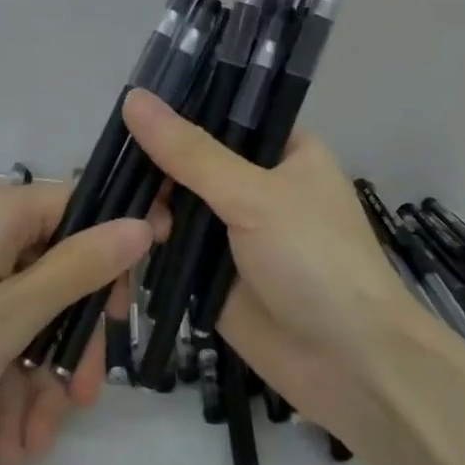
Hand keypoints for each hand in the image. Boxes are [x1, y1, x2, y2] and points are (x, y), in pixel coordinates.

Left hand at [0, 181, 152, 451]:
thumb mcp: (11, 316)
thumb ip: (82, 268)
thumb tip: (143, 222)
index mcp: (2, 209)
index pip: (83, 211)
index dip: (115, 258)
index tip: (130, 314)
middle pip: (56, 272)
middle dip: (70, 343)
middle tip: (81, 400)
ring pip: (26, 312)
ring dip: (37, 379)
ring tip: (33, 446)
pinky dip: (3, 381)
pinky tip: (7, 443)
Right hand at [120, 88, 429, 444]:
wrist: (350, 366)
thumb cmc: (316, 260)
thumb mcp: (255, 196)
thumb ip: (191, 153)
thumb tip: (134, 99)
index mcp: (284, 151)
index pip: (223, 113)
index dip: (178, 109)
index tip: (127, 107)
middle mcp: (257, 185)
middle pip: (192, 161)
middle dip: (155, 166)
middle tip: (113, 172)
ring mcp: (234, 232)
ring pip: (177, 205)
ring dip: (148, 208)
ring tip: (123, 215)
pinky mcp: (213, 275)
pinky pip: (172, 249)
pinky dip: (147, 245)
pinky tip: (117, 240)